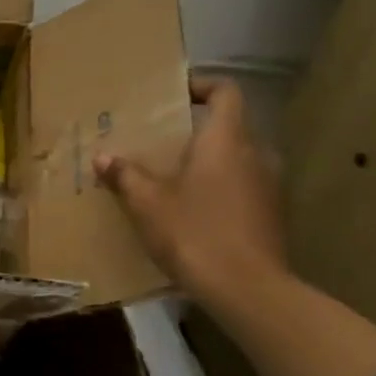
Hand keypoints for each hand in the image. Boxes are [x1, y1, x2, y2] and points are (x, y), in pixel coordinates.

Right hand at [92, 77, 286, 304]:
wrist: (248, 290)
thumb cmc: (194, 232)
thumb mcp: (146, 203)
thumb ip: (125, 175)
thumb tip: (103, 157)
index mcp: (226, 141)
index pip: (226, 92)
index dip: (202, 85)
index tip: (175, 94)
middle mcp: (256, 155)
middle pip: (230, 126)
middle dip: (196, 130)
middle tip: (161, 141)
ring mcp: (269, 187)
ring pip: (237, 159)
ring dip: (208, 161)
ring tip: (172, 177)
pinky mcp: (271, 215)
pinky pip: (242, 186)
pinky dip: (219, 188)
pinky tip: (191, 210)